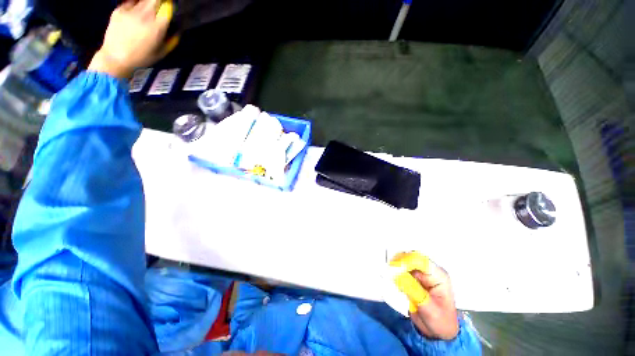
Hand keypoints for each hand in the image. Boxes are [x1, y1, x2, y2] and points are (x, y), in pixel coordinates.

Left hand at [88, 0, 178, 78]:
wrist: (115, 57)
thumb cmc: (141, 58)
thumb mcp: (161, 53)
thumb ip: (171, 41)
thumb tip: (177, 31)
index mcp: (157, 28)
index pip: (168, 8)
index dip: (170, 7)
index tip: (171, 8)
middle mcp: (145, 16)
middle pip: (156, 0)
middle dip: (160, 2)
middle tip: (162, 6)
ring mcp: (130, 11)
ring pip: (144, 0)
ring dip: (149, 3)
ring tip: (149, 10)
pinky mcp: (119, 10)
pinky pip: (131, 2)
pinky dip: (136, 5)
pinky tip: (136, 12)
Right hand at [391, 252, 458, 339]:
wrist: (438, 333)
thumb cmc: (440, 322)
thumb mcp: (428, 309)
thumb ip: (413, 291)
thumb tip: (397, 274)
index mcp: (438, 276)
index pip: (420, 260)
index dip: (406, 261)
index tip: (393, 267)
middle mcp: (428, 271)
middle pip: (410, 258)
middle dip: (398, 263)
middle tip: (387, 271)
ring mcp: (419, 274)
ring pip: (403, 263)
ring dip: (394, 268)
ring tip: (387, 275)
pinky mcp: (412, 278)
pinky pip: (401, 271)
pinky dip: (394, 273)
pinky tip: (390, 279)